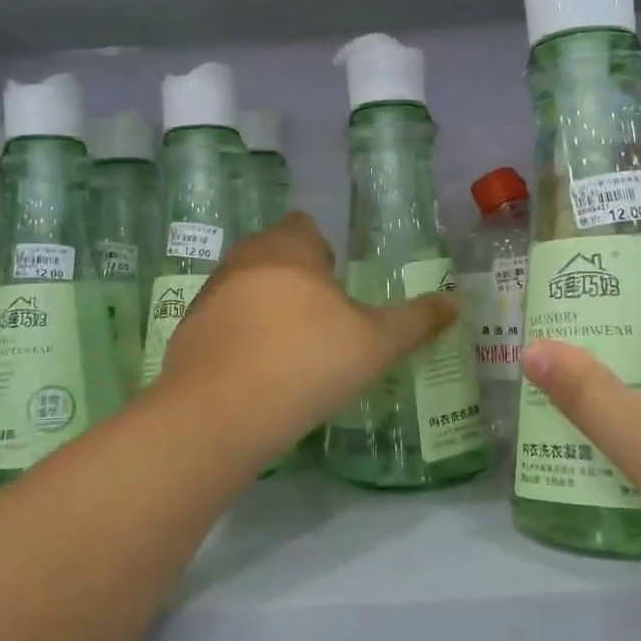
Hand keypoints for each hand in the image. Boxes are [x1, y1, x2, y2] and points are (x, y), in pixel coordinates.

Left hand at [154, 213, 456, 469]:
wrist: (219, 414)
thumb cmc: (306, 362)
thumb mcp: (374, 344)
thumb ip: (415, 321)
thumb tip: (454, 303)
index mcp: (288, 248)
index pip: (304, 226)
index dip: (323, 250)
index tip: (339, 286)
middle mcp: (244, 260)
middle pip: (274, 254)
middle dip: (297, 279)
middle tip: (324, 322)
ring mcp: (209, 295)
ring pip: (246, 287)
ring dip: (266, 307)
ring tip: (291, 351)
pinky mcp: (187, 332)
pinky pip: (223, 323)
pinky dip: (240, 338)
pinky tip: (257, 375)